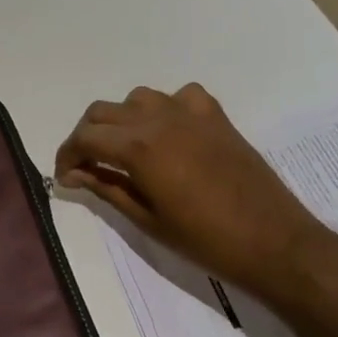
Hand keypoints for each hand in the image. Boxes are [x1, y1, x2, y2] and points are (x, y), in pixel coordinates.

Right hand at [55, 83, 316, 295]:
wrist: (272, 240)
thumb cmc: (204, 239)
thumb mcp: (146, 219)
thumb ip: (107, 188)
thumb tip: (74, 175)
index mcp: (138, 147)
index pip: (85, 137)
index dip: (67, 156)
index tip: (65, 178)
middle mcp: (158, 119)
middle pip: (103, 112)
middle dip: (87, 137)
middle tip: (88, 166)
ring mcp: (190, 112)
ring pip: (137, 99)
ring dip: (121, 120)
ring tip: (124, 150)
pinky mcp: (215, 116)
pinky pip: (178, 96)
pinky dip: (163, 109)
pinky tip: (168, 134)